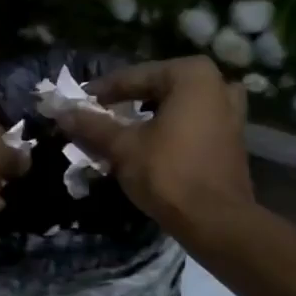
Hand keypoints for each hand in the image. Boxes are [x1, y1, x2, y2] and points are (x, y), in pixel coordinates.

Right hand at [55, 56, 253, 234]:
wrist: (215, 221)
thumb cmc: (168, 174)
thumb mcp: (123, 147)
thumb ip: (93, 125)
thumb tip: (62, 112)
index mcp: (192, 75)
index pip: (135, 77)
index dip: (102, 92)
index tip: (78, 103)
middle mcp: (217, 85)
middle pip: (158, 90)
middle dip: (127, 105)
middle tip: (98, 118)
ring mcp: (231, 112)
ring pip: (177, 108)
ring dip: (149, 118)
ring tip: (123, 132)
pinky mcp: (233, 139)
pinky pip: (193, 125)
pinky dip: (170, 131)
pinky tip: (150, 147)